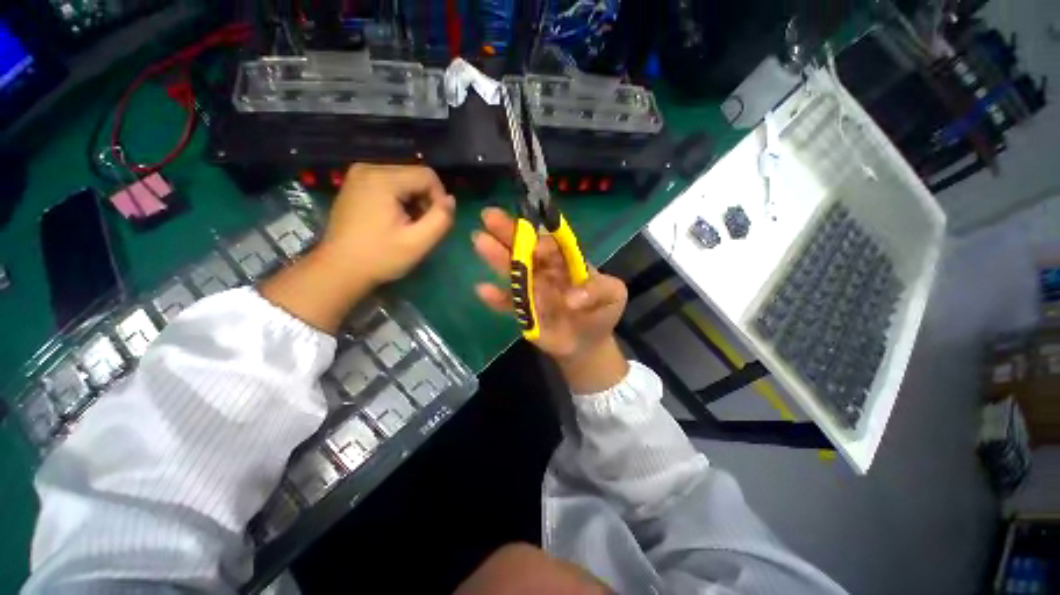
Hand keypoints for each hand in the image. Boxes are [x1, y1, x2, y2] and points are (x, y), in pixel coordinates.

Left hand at [262, 164, 454, 332]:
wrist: (339, 270)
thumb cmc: (380, 257)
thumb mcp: (418, 242)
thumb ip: (441, 219)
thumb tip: (451, 200)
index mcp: (382, 179)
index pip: (427, 176)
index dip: (440, 198)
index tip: (435, 222)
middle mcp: (368, 168)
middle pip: (415, 175)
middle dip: (426, 199)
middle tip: (422, 226)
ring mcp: (359, 175)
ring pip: (404, 179)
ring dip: (414, 200)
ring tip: (409, 225)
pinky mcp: (355, 184)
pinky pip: (389, 183)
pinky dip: (400, 199)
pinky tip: (395, 219)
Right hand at [473, 208, 628, 393]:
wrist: (587, 343)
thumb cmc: (601, 313)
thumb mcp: (613, 296)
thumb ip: (599, 290)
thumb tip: (571, 299)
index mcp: (567, 262)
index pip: (552, 243)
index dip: (542, 238)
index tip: (533, 240)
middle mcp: (546, 270)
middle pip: (527, 250)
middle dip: (509, 233)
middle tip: (489, 216)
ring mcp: (533, 290)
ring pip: (515, 271)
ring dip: (497, 257)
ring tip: (479, 240)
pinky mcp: (524, 311)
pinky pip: (509, 303)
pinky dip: (497, 298)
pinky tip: (482, 289)